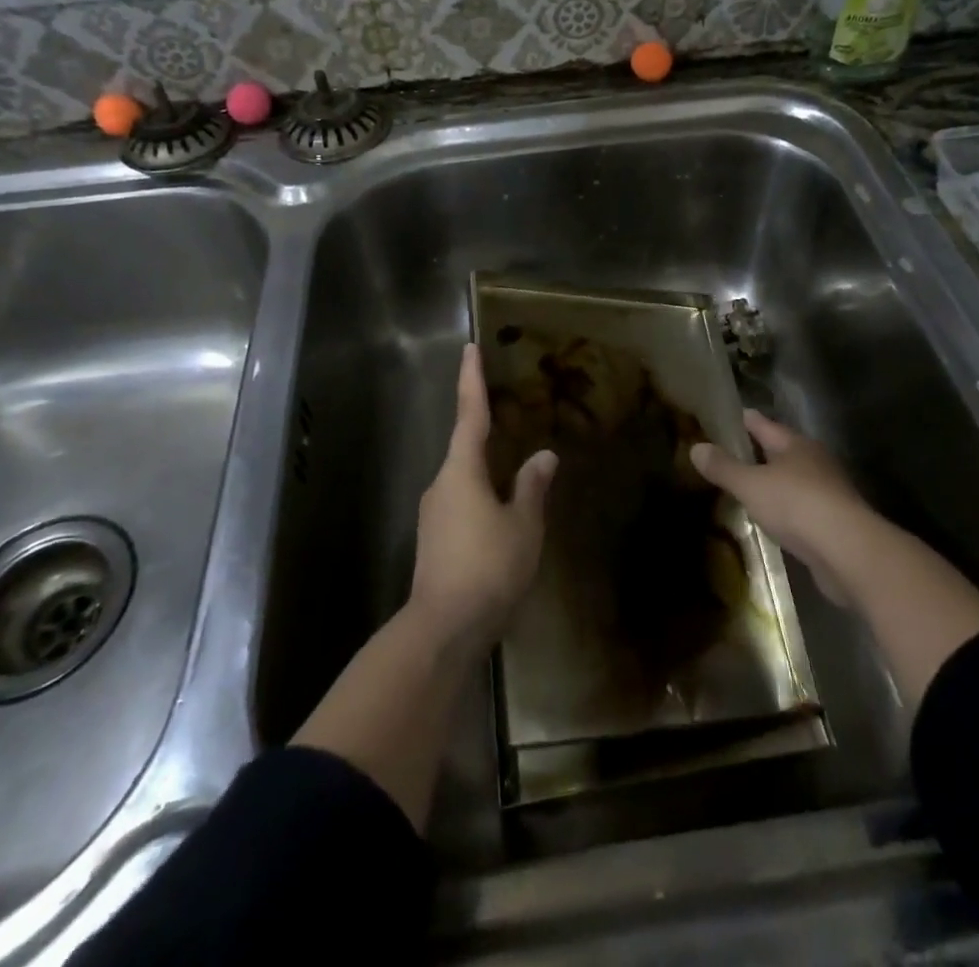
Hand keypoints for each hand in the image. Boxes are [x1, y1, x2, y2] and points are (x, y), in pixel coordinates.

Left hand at [408, 344, 556, 654]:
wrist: (443, 628)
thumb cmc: (488, 567)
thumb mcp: (523, 525)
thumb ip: (532, 487)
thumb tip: (544, 455)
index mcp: (461, 470)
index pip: (469, 414)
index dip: (471, 380)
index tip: (469, 348)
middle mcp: (442, 484)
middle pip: (465, 447)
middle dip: (485, 429)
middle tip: (509, 413)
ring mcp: (434, 514)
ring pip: (464, 479)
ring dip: (487, 471)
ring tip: (516, 474)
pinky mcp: (434, 540)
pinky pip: (462, 503)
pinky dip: (482, 497)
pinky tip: (502, 517)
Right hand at [691, 411, 872, 604]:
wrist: (848, 552)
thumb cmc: (796, 505)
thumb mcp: (750, 485)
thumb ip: (723, 467)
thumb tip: (696, 447)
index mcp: (795, 444)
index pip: (763, 424)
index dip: (742, 420)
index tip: (723, 417)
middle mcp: (814, 461)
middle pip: (780, 450)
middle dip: (757, 451)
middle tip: (728, 454)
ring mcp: (827, 492)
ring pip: (792, 479)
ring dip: (772, 482)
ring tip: (746, 487)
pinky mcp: (834, 522)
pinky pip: (801, 507)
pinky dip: (784, 509)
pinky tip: (771, 519)